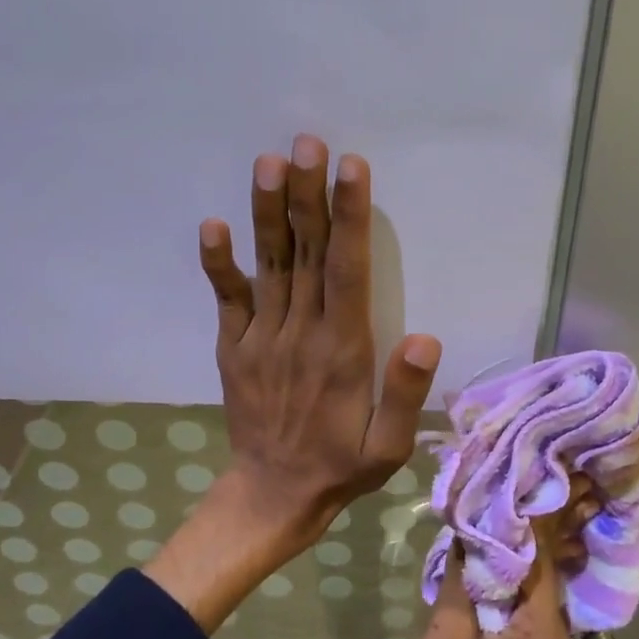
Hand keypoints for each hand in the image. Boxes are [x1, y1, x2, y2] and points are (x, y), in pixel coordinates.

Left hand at [199, 134, 441, 541]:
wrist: (273, 495)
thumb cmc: (342, 467)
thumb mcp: (390, 447)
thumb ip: (405, 394)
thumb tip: (426, 338)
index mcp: (343, 351)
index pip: (348, 272)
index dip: (350, 218)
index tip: (351, 170)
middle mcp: (300, 334)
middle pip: (305, 254)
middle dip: (308, 195)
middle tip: (308, 142)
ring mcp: (261, 338)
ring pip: (268, 266)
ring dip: (267, 213)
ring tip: (269, 163)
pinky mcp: (233, 348)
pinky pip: (226, 300)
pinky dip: (217, 264)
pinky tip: (212, 225)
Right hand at [382, 480, 600, 638]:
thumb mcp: (447, 635)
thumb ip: (460, 578)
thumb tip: (466, 527)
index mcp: (542, 630)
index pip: (543, 558)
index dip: (534, 515)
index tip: (527, 470)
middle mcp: (545, 632)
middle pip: (541, 565)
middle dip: (534, 522)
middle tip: (528, 470)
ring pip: (523, 577)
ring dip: (513, 540)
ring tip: (506, 490)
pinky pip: (507, 593)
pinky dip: (497, 565)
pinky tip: (481, 535)